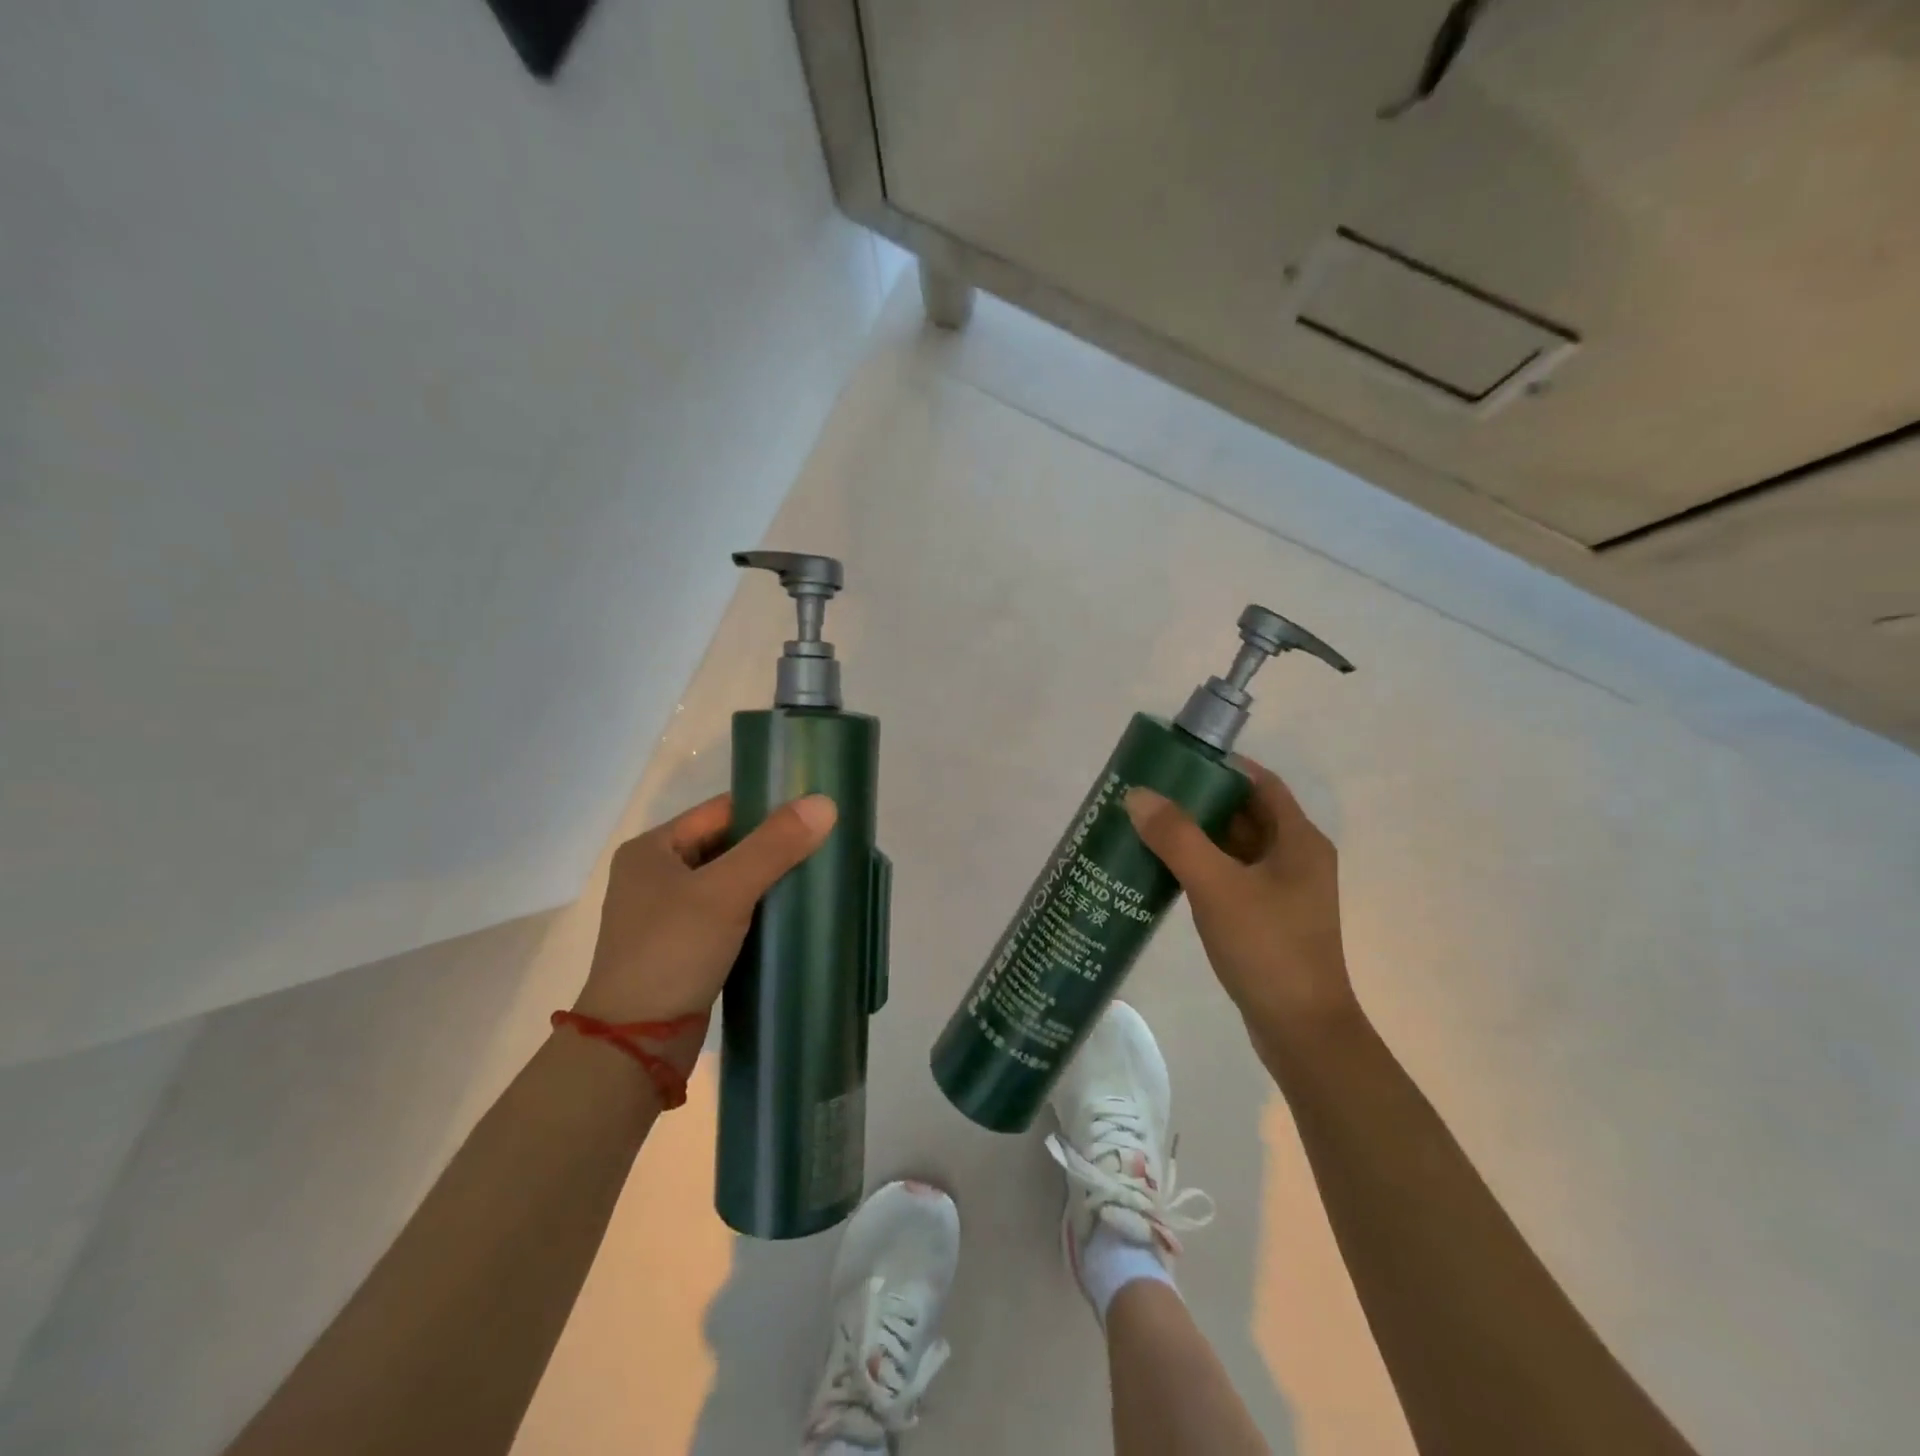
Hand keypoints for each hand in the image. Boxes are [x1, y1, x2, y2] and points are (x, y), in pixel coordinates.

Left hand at [571, 793, 837, 1050]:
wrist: (636, 1045)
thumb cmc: (673, 952)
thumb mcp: (725, 892)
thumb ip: (774, 846)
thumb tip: (825, 803)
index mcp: (652, 849)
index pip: (721, 811)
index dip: (767, 809)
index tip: (814, 817)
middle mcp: (655, 875)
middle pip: (726, 845)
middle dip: (772, 848)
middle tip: (822, 848)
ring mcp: (667, 914)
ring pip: (730, 882)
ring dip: (767, 881)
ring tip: (814, 880)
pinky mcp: (683, 947)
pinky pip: (728, 914)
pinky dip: (756, 911)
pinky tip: (789, 916)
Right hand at [1125, 758, 1356, 1053]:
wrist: (1300, 1031)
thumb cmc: (1267, 948)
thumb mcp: (1217, 887)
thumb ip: (1177, 838)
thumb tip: (1137, 795)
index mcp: (1298, 840)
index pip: (1259, 783)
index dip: (1220, 767)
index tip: (1175, 762)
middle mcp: (1296, 858)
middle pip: (1244, 813)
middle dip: (1199, 801)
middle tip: (1149, 794)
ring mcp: (1282, 891)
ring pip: (1234, 847)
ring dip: (1196, 835)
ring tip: (1147, 826)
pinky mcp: (1267, 918)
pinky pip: (1230, 876)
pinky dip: (1200, 867)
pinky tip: (1164, 870)